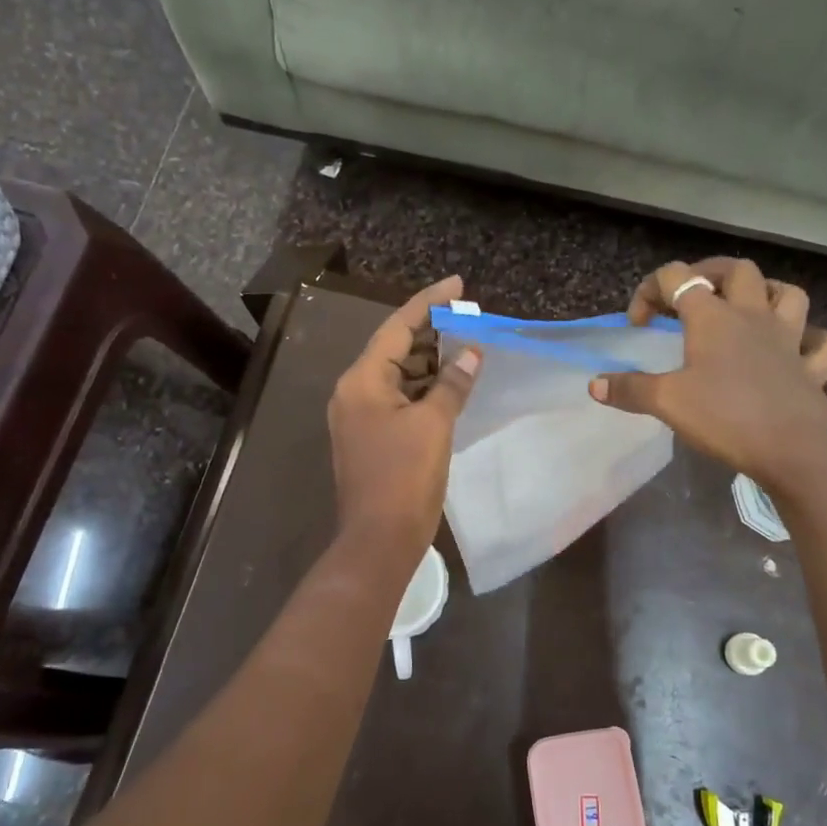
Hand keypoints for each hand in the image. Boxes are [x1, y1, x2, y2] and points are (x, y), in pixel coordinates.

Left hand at [328, 275, 481, 555]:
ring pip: (399, 375)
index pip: (398, 327)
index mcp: (362, 381)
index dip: (429, 302)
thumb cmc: (404, 478)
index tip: (458, 285)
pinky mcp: (371, 436)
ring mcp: (360, 415)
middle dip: (432, 333)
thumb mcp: (434, 425)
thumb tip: (472, 354)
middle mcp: (354, 391)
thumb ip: (452, 384)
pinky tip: (452, 385)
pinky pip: (399, 399)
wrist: (379, 540)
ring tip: (468, 348)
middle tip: (470, 321)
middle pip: (396, 348)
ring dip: (431, 363)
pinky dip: (424, 390)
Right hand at [588, 258, 826, 488]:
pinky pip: (822, 343)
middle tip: (690, 296)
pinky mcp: (812, 369)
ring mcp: (789, 340)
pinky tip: (797, 349)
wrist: (795, 450)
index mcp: (713, 318)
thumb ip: (630, 389)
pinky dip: (811, 339)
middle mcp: (753, 317)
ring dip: (766, 293)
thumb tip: (595, 384)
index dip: (650, 290)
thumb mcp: (667, 403)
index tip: (638, 325)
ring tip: (747, 308)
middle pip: (736, 271)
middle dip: (708, 273)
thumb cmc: (726, 417)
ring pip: (787, 294)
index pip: (677, 277)